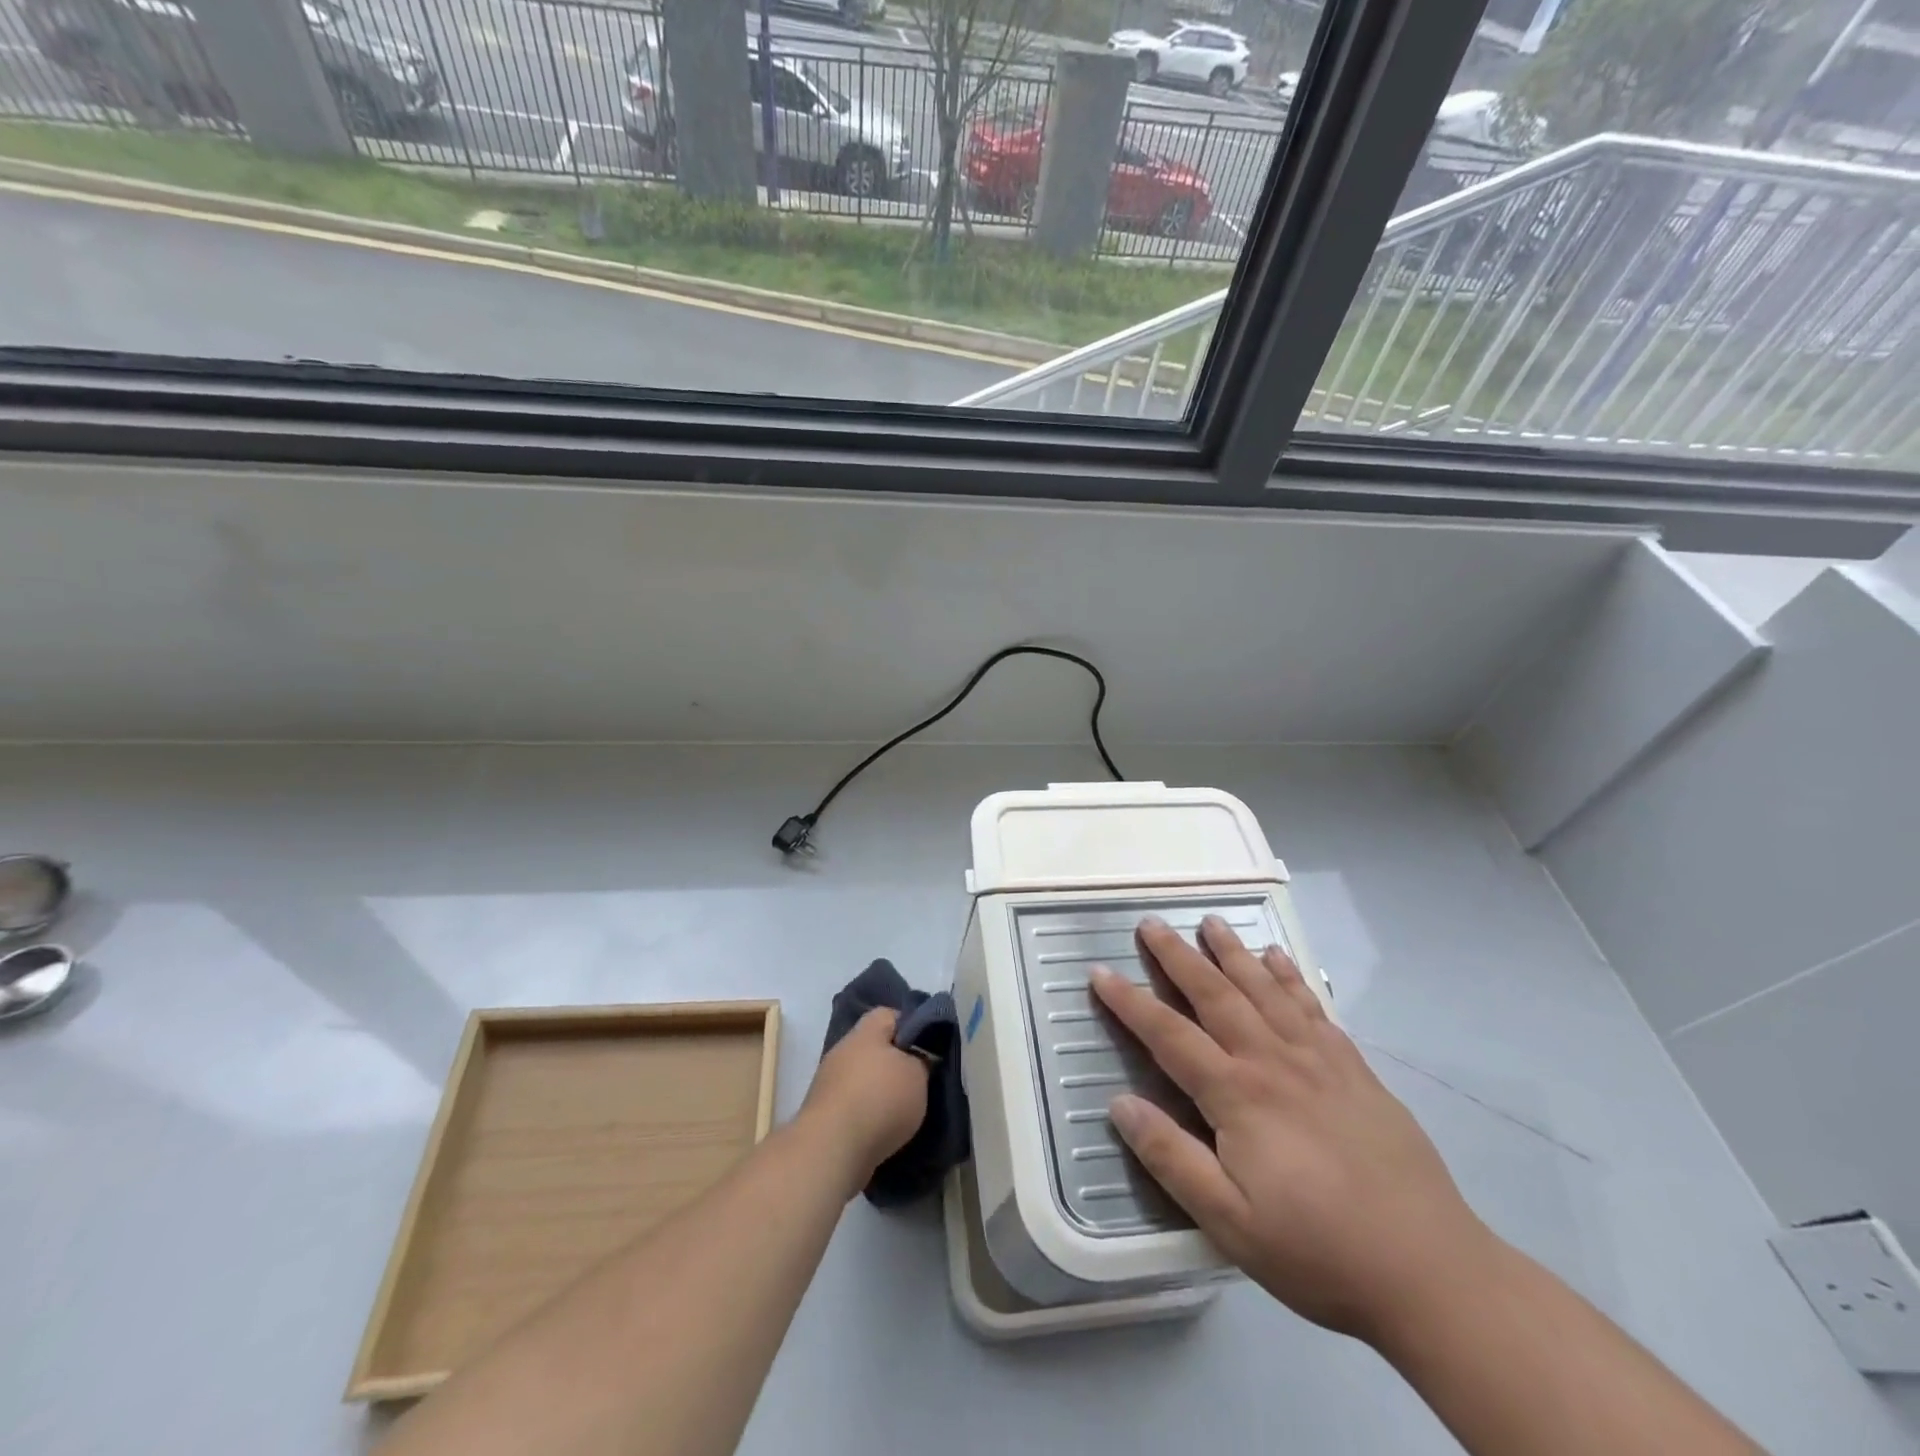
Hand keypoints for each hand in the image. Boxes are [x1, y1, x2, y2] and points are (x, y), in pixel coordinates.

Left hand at [796, 1008, 928, 1195]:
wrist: (831, 1150)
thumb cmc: (880, 1100)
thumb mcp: (917, 1074)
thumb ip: (922, 1059)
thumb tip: (919, 1056)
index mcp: (866, 1032)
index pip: (889, 1014)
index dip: (912, 1026)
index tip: (928, 1047)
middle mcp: (843, 1050)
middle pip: (874, 1047)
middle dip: (896, 1062)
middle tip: (919, 1080)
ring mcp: (828, 1082)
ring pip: (862, 1077)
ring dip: (880, 1090)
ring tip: (903, 1110)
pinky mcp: (823, 1113)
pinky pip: (852, 1104)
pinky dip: (867, 1114)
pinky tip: (882, 1129)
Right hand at [1090, 916, 1495, 1347]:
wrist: (1432, 1271)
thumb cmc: (1318, 1250)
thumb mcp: (1229, 1222)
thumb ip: (1171, 1158)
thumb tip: (1119, 1103)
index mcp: (1237, 1095)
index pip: (1168, 1035)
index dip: (1129, 1002)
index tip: (1099, 972)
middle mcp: (1272, 1061)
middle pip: (1215, 994)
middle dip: (1177, 956)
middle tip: (1150, 924)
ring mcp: (1318, 1059)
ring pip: (1264, 988)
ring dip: (1232, 952)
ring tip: (1210, 922)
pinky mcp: (1354, 1069)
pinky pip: (1312, 1007)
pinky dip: (1290, 977)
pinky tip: (1278, 958)